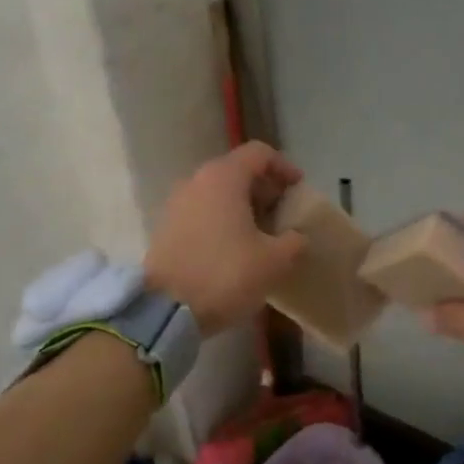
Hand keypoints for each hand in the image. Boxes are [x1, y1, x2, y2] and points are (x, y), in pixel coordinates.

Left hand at [145, 142, 307, 335]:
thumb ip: (294, 241)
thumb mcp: (274, 261)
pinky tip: (236, 247)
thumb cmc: (224, 275)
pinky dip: (223, 220)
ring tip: (262, 233)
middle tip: (283, 214)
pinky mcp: (166, 227)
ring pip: (218, 192)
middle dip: (264, 189)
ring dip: (243, 206)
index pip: (259, 153)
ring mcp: (177, 203)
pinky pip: (202, 211)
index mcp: (224, 178)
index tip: (299, 190)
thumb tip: (296, 236)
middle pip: (237, 170)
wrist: (164, 310)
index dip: (284, 167)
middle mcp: (197, 181)